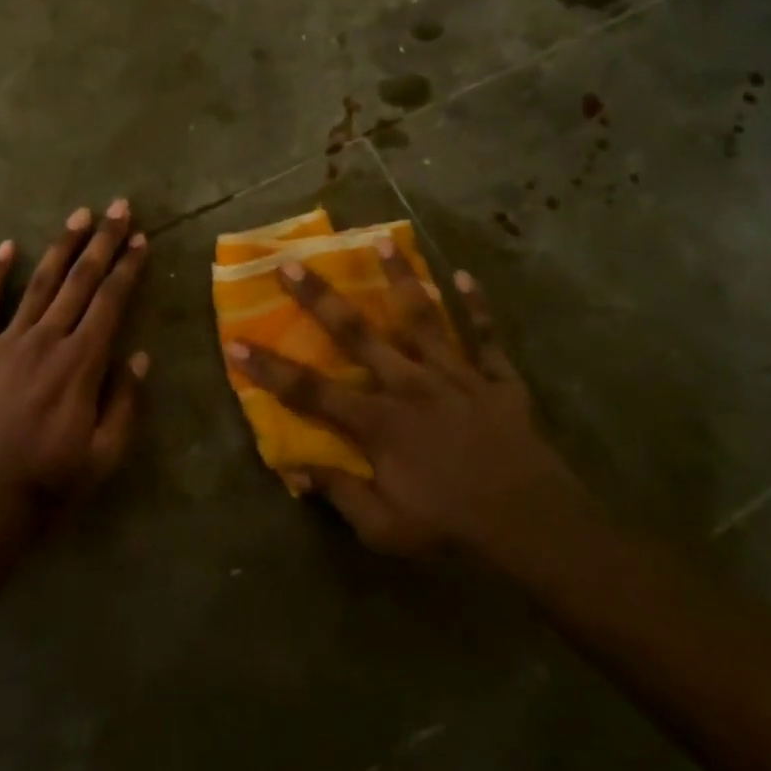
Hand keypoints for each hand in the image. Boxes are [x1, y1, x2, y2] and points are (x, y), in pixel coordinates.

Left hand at [0, 200, 149, 513]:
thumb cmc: (52, 479)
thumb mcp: (106, 452)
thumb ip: (126, 400)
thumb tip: (139, 354)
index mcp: (81, 362)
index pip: (110, 301)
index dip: (128, 267)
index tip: (140, 238)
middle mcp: (46, 340)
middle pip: (80, 281)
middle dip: (103, 242)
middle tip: (119, 207)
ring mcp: (6, 342)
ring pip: (39, 283)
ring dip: (61, 247)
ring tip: (79, 215)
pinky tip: (6, 246)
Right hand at [226, 243, 582, 559]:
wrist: (534, 527)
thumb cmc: (452, 528)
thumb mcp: (385, 529)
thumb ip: (339, 493)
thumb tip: (294, 468)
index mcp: (378, 421)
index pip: (310, 391)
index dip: (269, 368)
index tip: (236, 341)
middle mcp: (409, 384)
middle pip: (356, 333)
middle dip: (319, 297)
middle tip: (290, 263)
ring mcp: (455, 376)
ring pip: (423, 318)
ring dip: (401, 279)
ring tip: (383, 242)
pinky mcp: (496, 380)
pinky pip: (487, 338)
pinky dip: (479, 308)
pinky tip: (466, 277)